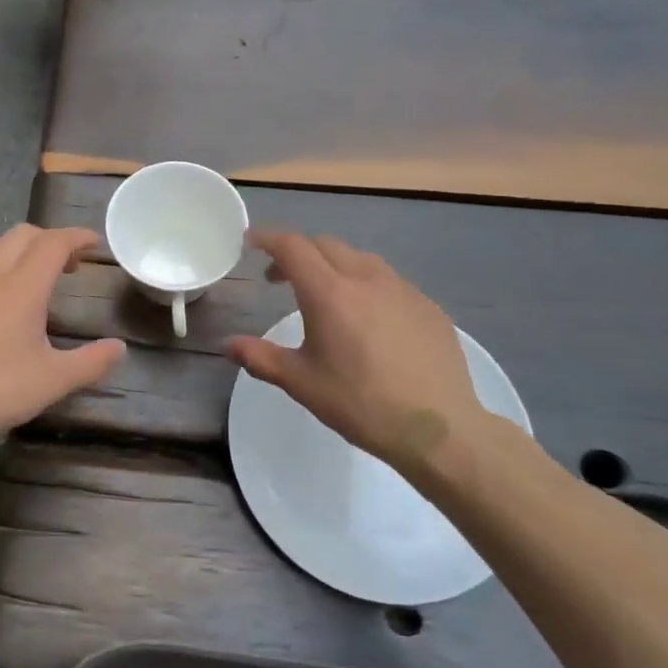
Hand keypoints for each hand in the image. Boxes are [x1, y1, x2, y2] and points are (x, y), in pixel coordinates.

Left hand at [0, 224, 124, 449]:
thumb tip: (119, 348)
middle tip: (68, 265)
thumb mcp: (52, 382)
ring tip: (30, 276)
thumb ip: (91, 362)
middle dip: (50, 240)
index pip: (54, 242)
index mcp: (21, 287)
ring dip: (18, 250)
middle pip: (23, 235)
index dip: (77, 236)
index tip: (93, 243)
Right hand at [225, 230, 492, 476]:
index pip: (292, 247)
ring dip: (333, 265)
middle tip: (279, 278)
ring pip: (360, 259)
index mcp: (329, 293)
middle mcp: (366, 279)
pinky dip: (365, 284)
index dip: (267, 238)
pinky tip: (368, 319)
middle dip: (297, 252)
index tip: (250, 242)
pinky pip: (389, 281)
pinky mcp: (428, 306)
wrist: (438, 429)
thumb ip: (261, 358)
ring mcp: (403, 290)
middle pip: (325, 245)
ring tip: (324, 295)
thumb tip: (228, 345)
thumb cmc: (361, 404)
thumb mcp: (302, 383)